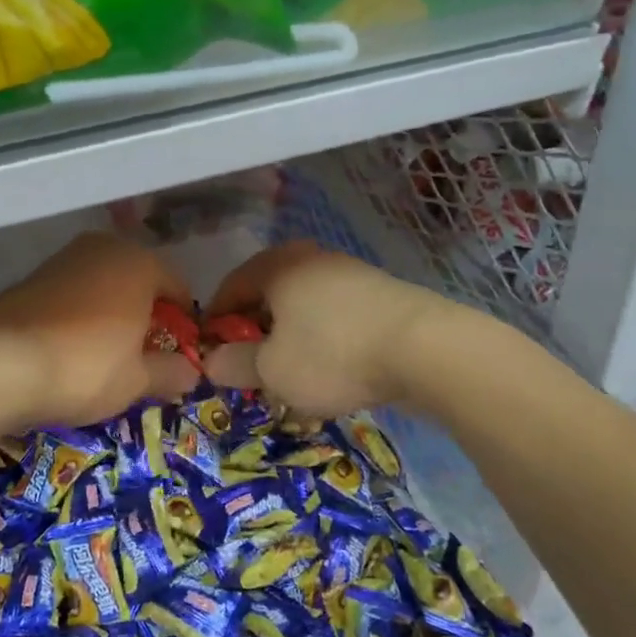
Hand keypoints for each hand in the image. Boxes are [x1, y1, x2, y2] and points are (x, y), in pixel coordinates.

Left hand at [0, 233, 196, 427]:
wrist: (4, 364)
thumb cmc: (88, 366)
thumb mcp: (138, 380)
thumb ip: (171, 373)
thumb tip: (192, 373)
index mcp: (140, 263)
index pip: (177, 288)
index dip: (183, 323)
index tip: (179, 355)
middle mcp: (104, 248)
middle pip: (139, 281)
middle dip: (145, 314)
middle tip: (143, 354)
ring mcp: (65, 258)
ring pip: (103, 284)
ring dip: (111, 312)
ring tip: (107, 353)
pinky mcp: (33, 275)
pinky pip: (73, 293)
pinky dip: (80, 313)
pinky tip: (72, 346)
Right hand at [202, 242, 430, 416]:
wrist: (425, 348)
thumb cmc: (332, 353)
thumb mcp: (272, 370)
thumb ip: (235, 365)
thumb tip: (211, 362)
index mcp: (276, 266)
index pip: (230, 288)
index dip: (214, 322)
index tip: (210, 354)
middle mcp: (310, 259)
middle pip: (267, 296)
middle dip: (254, 333)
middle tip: (248, 369)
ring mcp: (348, 273)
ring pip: (302, 308)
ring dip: (288, 339)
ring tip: (289, 377)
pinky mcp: (378, 294)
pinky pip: (333, 317)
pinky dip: (321, 340)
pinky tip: (329, 372)